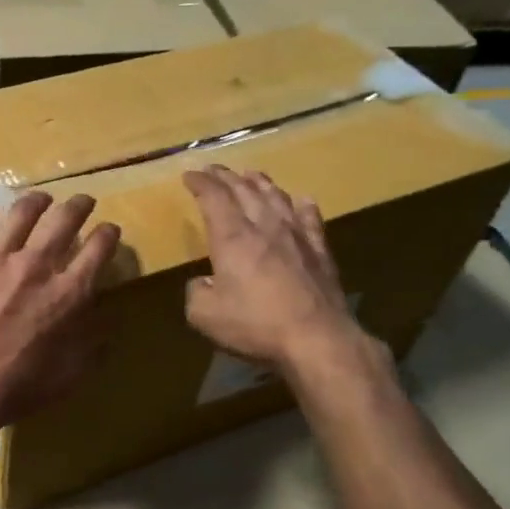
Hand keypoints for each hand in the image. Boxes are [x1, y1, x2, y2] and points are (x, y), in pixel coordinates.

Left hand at [0, 192, 119, 435]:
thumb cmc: (18, 387)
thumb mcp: (71, 374)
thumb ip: (94, 343)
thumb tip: (107, 320)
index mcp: (68, 292)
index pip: (98, 249)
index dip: (108, 235)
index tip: (110, 230)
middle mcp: (36, 265)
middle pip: (64, 220)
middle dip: (79, 206)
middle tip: (82, 201)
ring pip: (21, 213)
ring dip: (36, 201)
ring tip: (41, 198)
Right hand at [182, 165, 381, 387]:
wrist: (317, 339)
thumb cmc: (255, 325)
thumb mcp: (204, 315)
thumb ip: (196, 292)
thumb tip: (203, 282)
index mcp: (232, 237)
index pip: (213, 197)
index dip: (200, 182)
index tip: (189, 174)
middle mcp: (264, 227)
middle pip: (244, 190)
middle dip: (226, 176)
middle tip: (214, 169)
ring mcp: (297, 236)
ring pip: (276, 197)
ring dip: (260, 183)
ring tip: (251, 175)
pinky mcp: (320, 251)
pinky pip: (311, 219)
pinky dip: (302, 205)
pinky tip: (301, 200)